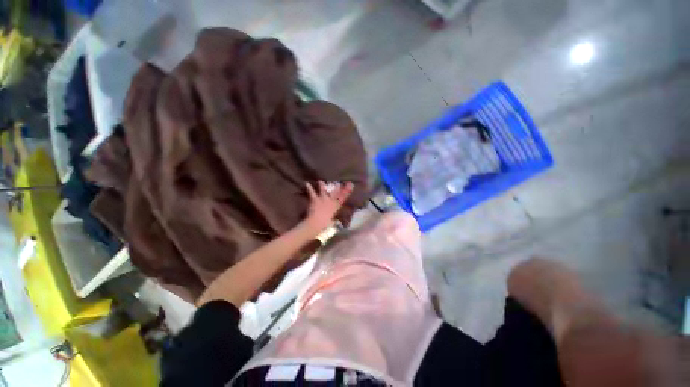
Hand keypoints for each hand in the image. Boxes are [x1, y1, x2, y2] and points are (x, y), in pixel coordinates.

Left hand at [303, 181, 353, 234]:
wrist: (317, 222)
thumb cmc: (326, 224)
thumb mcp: (332, 220)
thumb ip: (333, 218)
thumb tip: (333, 218)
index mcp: (336, 206)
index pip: (343, 197)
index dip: (347, 191)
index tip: (350, 184)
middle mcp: (331, 201)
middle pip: (335, 192)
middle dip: (337, 187)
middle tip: (338, 183)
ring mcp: (323, 199)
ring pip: (323, 190)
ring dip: (322, 186)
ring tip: (320, 182)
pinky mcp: (315, 199)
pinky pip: (312, 192)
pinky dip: (309, 188)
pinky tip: (307, 184)